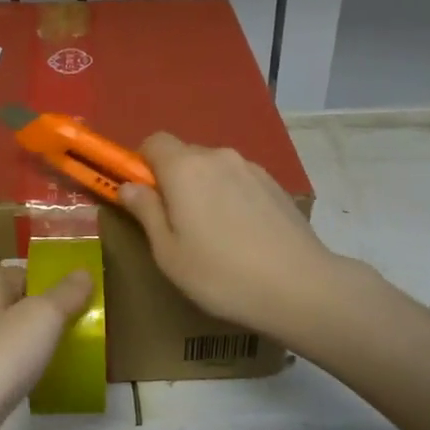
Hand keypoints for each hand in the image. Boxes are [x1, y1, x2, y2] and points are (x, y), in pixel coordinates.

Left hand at [0, 265, 91, 429]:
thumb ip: (66, 293)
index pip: (21, 273)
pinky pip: (5, 371)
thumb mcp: (43, 316)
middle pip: (16, 306)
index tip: (84, 295)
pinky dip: (24, 374)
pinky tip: (43, 385)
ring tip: (70, 355)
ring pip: (11, 340)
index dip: (51, 280)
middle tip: (84, 326)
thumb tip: (83, 272)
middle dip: (48, 315)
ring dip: (37, 346)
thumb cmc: (1, 357)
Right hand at [120, 132, 349, 343]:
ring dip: (203, 189)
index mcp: (184, 168)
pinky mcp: (275, 185)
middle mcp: (218, 157)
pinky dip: (230, 198)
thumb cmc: (220, 274)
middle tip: (175, 224)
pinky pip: (239, 181)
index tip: (143, 197)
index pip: (153, 142)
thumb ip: (146, 212)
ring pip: (214, 169)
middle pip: (184, 155)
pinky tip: (241, 235)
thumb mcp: (168, 253)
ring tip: (212, 234)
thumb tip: (129, 186)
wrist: (300, 287)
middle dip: (172, 180)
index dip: (141, 164)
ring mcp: (251, 168)